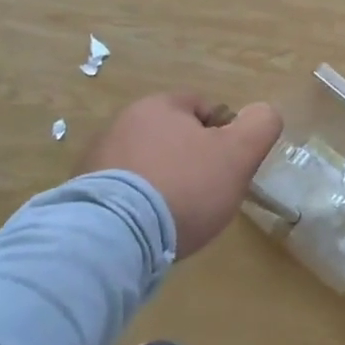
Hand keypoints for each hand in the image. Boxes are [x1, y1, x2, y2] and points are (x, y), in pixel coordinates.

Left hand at [85, 93, 283, 259]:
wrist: (114, 238)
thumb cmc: (184, 187)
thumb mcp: (239, 153)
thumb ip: (260, 125)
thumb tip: (263, 113)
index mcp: (159, 106)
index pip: (202, 107)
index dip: (223, 133)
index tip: (229, 166)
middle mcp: (122, 124)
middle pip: (172, 136)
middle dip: (191, 159)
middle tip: (207, 193)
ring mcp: (95, 160)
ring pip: (146, 165)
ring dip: (162, 183)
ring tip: (176, 217)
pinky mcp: (80, 196)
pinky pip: (121, 194)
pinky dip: (137, 206)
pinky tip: (148, 229)